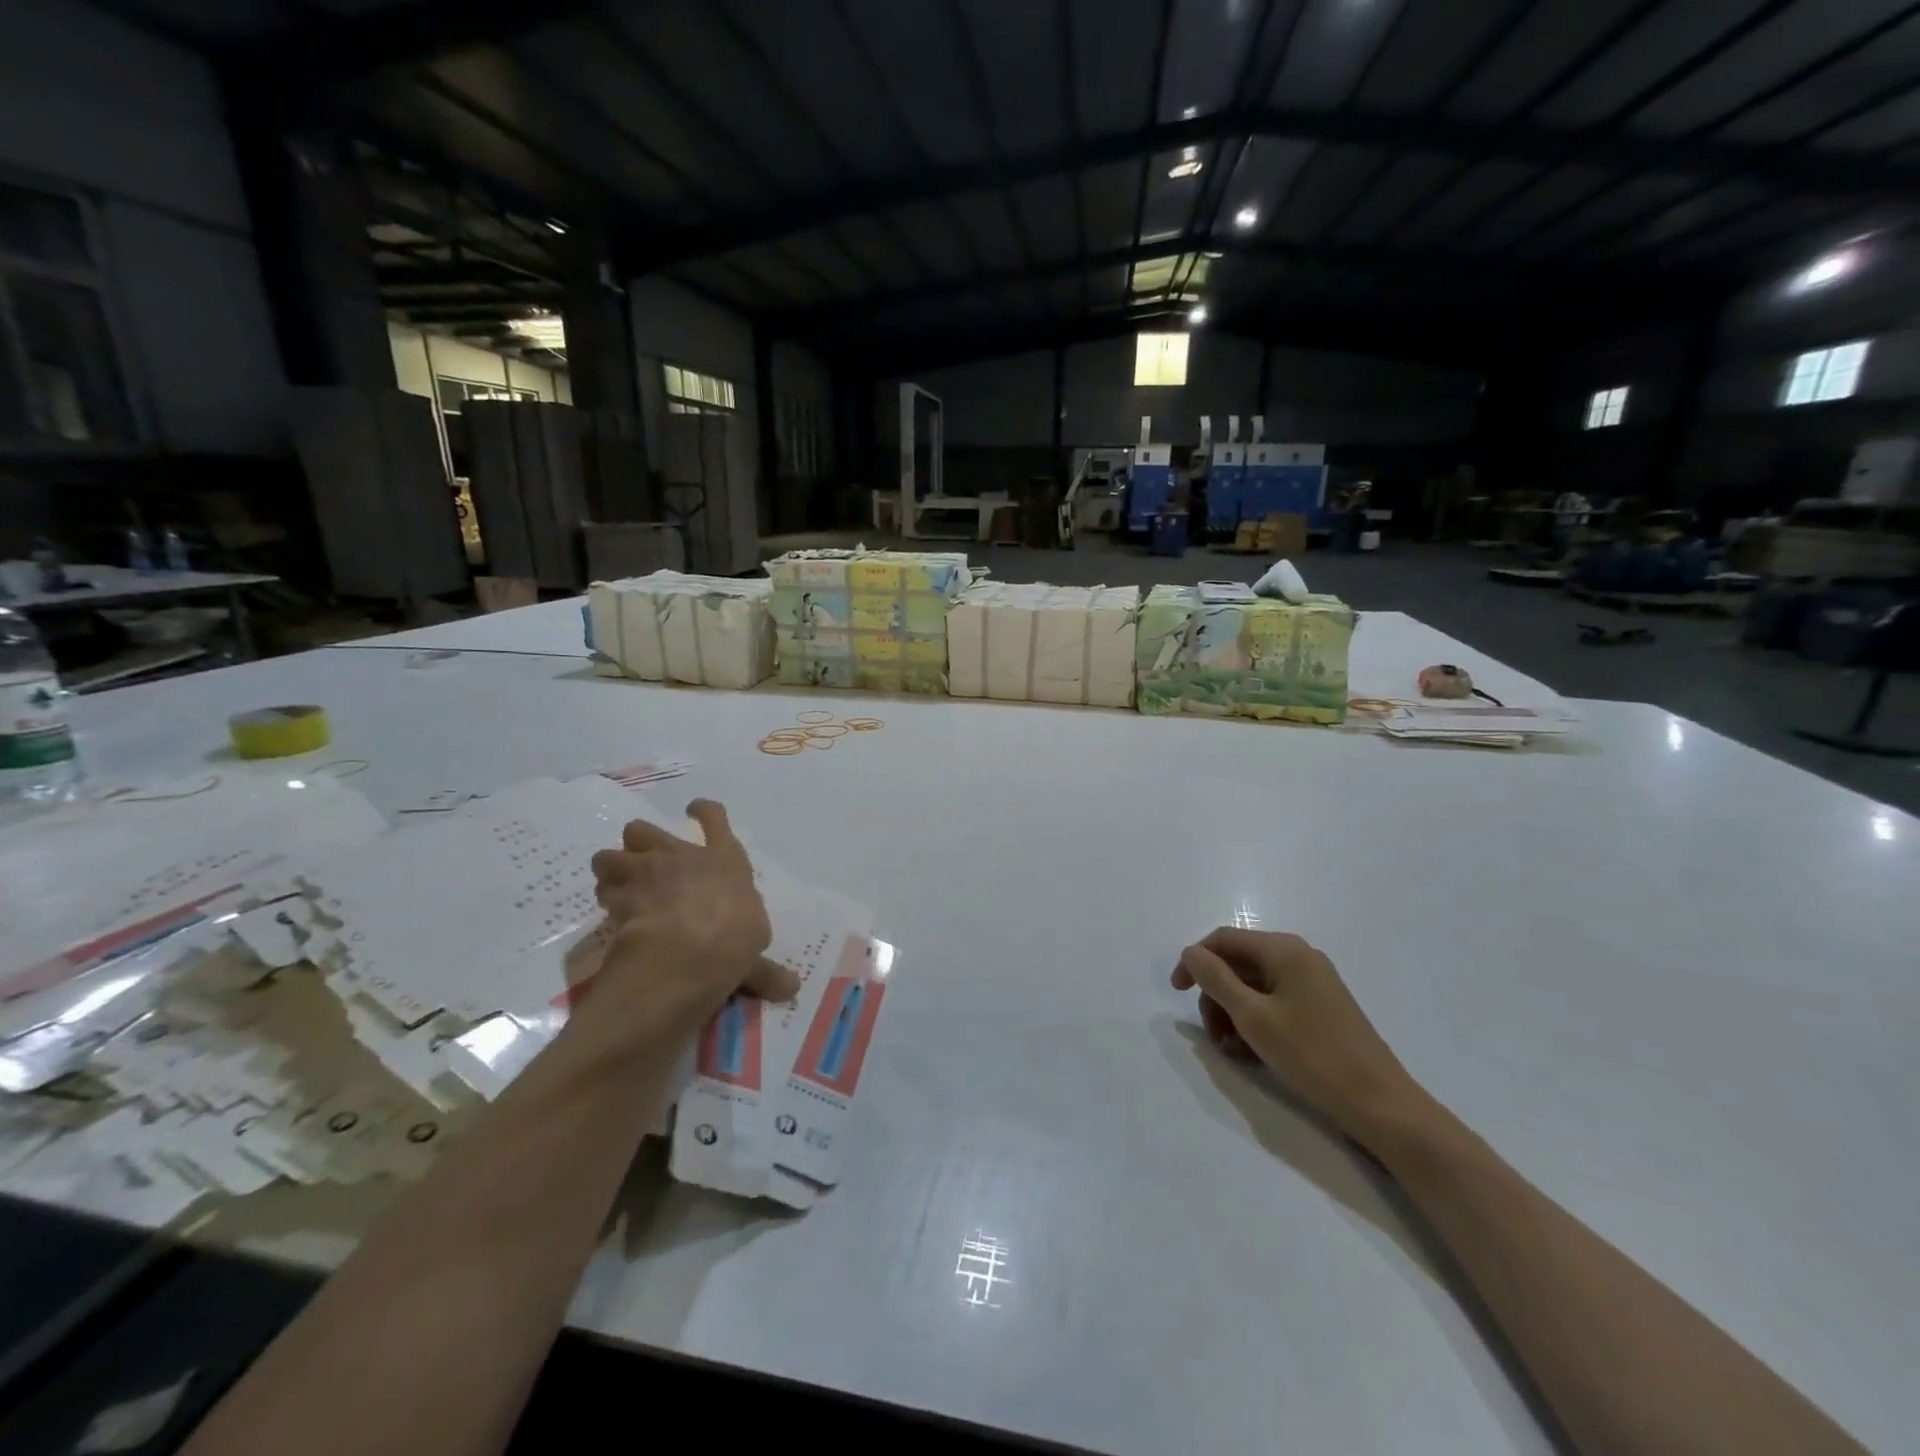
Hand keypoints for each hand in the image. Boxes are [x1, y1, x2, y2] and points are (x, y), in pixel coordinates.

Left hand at [583, 800, 799, 1047]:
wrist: (687, 952)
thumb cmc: (734, 940)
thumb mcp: (755, 954)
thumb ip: (764, 968)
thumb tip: (790, 988)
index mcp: (724, 859)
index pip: (715, 819)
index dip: (704, 812)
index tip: (694, 810)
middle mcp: (681, 856)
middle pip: (645, 830)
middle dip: (640, 843)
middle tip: (644, 864)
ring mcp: (645, 872)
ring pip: (610, 855)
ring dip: (612, 870)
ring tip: (618, 889)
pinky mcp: (617, 896)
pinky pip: (603, 889)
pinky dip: (604, 899)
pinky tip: (610, 916)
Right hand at [1172, 928, 1424, 1145]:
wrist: (1380, 1104)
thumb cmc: (1312, 1055)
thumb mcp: (1253, 1017)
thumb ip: (1215, 979)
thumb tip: (1191, 951)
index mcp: (1283, 950)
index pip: (1223, 939)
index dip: (1194, 962)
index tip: (1177, 993)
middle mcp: (1299, 957)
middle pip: (1238, 963)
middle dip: (1216, 995)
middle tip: (1212, 1036)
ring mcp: (1313, 982)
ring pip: (1254, 986)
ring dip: (1233, 1013)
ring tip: (1232, 1050)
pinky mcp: (1322, 1008)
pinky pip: (1275, 1002)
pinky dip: (1256, 1022)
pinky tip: (1253, 1053)